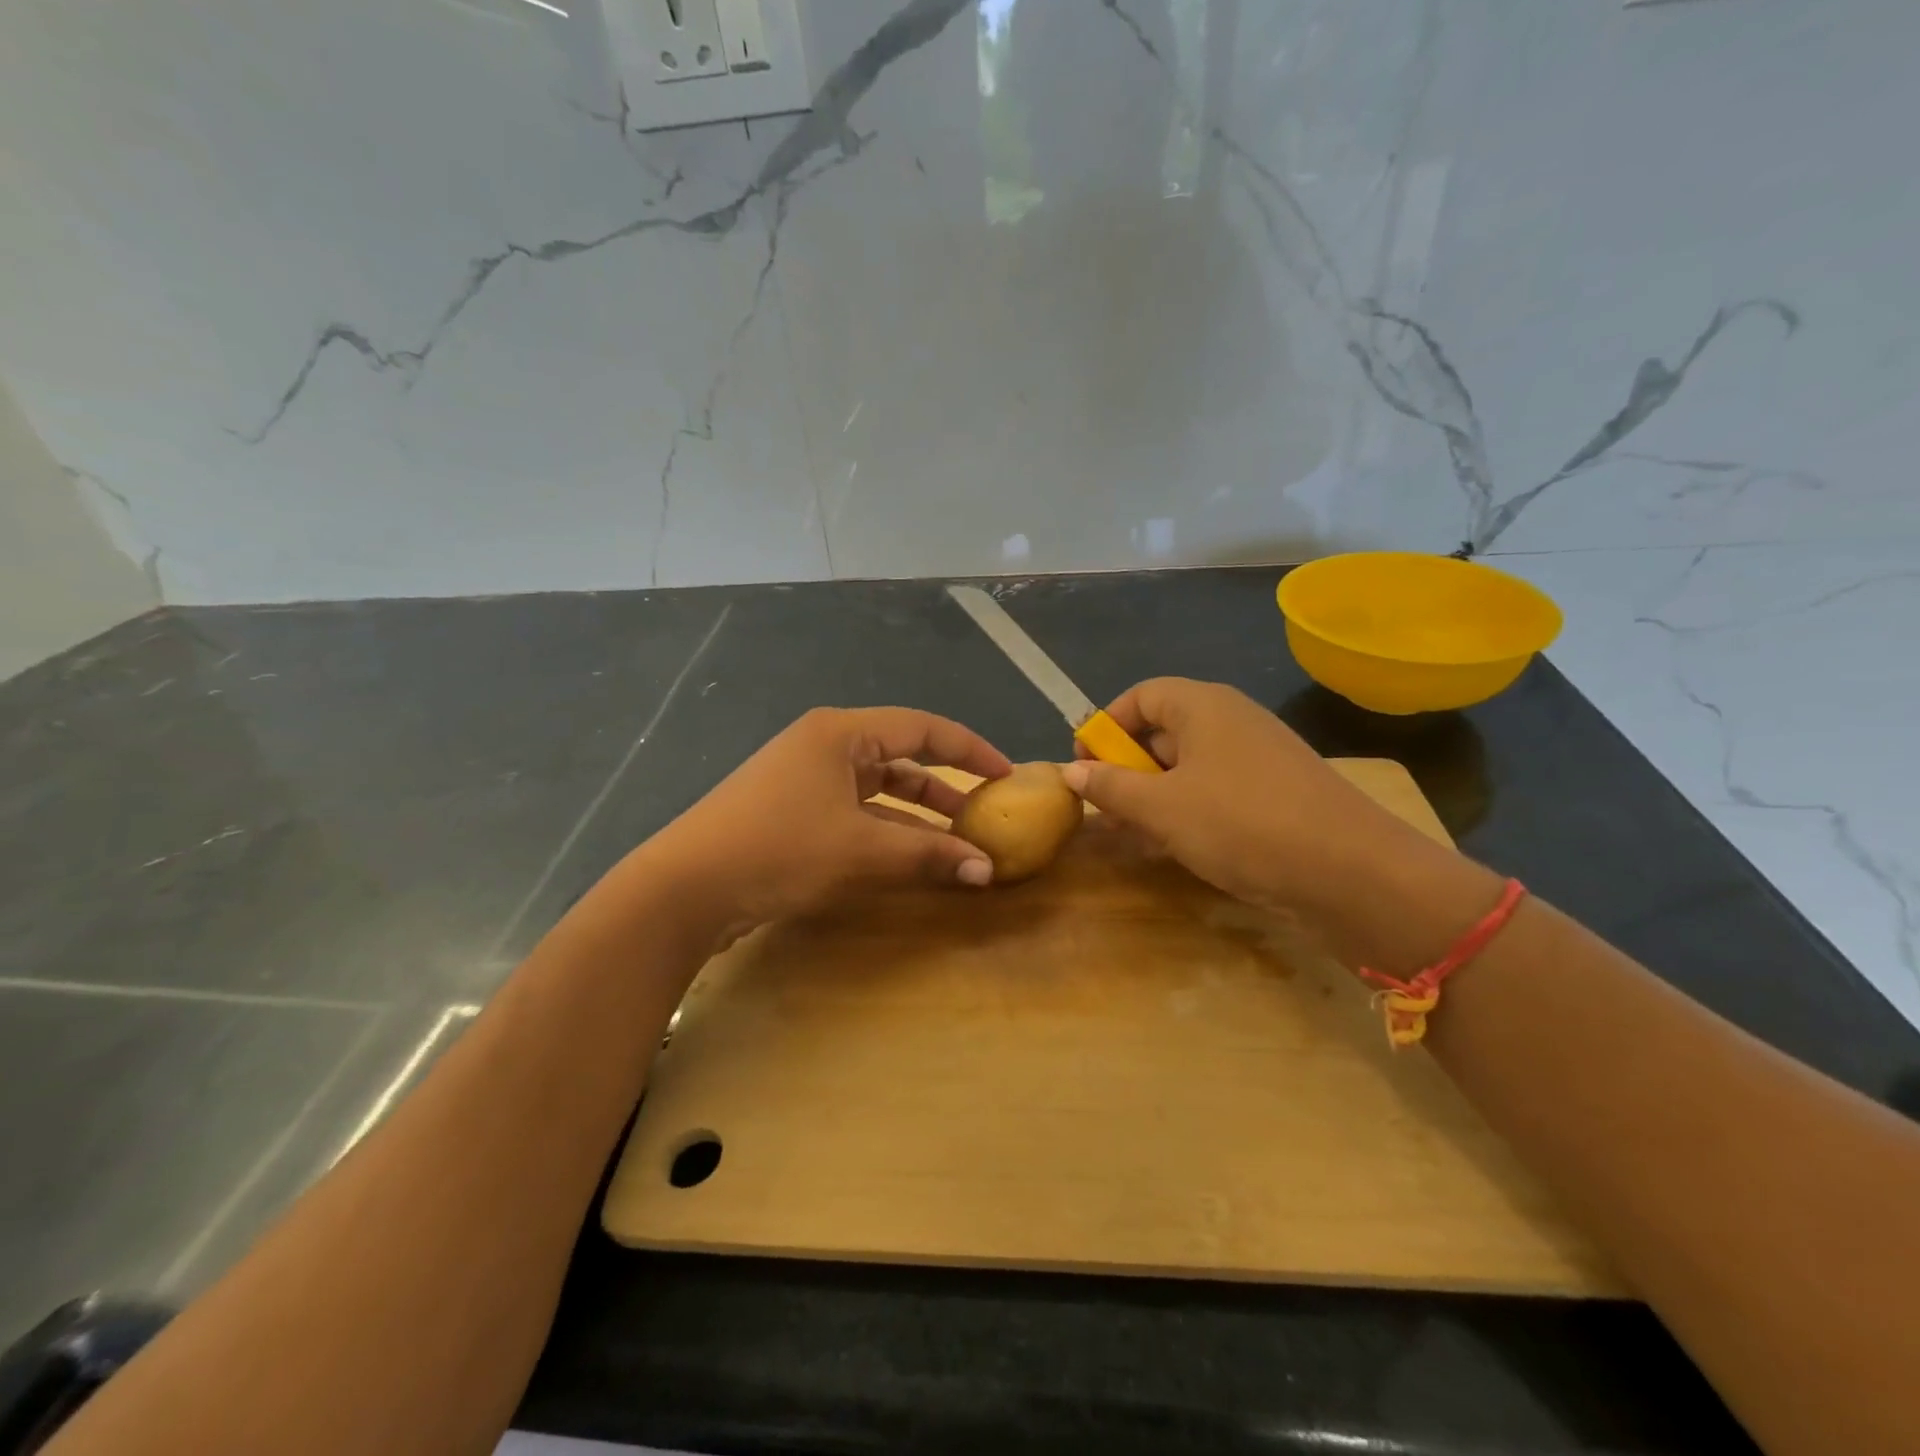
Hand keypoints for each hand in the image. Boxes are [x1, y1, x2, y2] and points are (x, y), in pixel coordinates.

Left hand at [648, 706, 1012, 935]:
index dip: (970, 749)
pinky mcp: (790, 810)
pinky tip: (907, 857)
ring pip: (877, 788)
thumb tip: (986, 869)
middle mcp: (824, 745)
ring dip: (915, 814)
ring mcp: (803, 777)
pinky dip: (884, 830)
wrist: (684, 887)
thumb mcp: (862, 851)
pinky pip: (853, 811)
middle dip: (945, 786)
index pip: (923, 728)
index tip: (1006, 774)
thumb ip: (929, 855)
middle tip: (984, 813)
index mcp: (842, 733)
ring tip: (955, 841)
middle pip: (900, 757)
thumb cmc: (779, 850)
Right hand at [1063, 678, 1441, 913]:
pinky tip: (1176, 848)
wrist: (1353, 873)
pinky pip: (1218, 792)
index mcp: (1204, 706)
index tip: (1084, 765)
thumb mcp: (1162, 807)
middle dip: (1127, 768)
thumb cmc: (1242, 824)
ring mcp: (1259, 759)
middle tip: (1105, 808)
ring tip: (1132, 833)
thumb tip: (1071, 771)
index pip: (1141, 696)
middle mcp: (1232, 722)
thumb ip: (1111, 787)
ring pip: (1190, 767)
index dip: (1106, 726)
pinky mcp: (1277, 795)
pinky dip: (1188, 812)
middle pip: (1164, 731)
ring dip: (1154, 796)